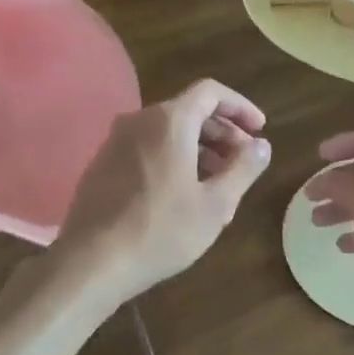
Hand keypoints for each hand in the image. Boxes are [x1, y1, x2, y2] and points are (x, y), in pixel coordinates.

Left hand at [54, 79, 271, 303]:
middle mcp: (139, 120)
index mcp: (169, 121)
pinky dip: (173, 159)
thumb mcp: (215, 204)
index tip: (260, 130)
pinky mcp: (102, 164)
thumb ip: (243, 168)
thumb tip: (262, 145)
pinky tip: (183, 194)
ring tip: (219, 184)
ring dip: (199, 149)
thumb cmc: (161, 230)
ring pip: (167, 132)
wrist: (91, 262)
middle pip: (189, 111)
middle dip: (222, 132)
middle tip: (244, 161)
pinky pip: (147, 148)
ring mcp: (116, 141)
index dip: (240, 107)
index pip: (211, 92)